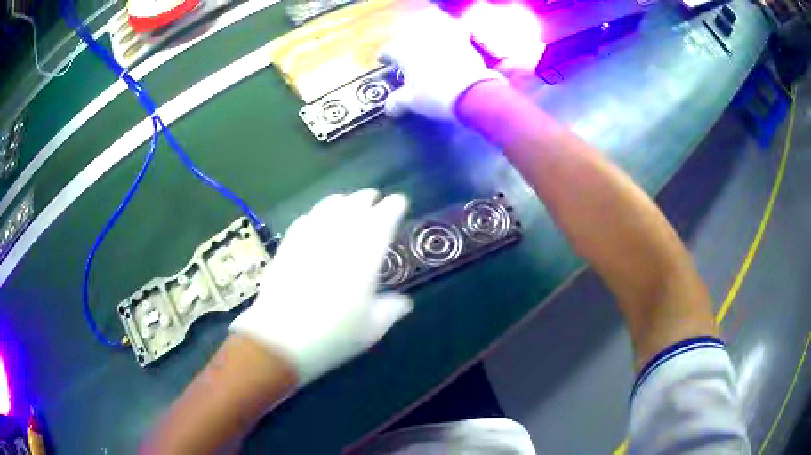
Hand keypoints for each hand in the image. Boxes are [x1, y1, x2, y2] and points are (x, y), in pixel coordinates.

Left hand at [230, 190, 412, 384]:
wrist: (281, 340)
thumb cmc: (333, 336)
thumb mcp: (371, 329)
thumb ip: (391, 310)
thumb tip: (404, 302)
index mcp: (364, 256)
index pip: (382, 220)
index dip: (393, 207)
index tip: (399, 202)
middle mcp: (337, 240)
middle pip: (354, 207)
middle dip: (366, 198)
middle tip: (374, 197)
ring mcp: (308, 240)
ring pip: (326, 208)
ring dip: (340, 201)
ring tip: (346, 200)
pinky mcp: (287, 247)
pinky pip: (303, 221)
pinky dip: (313, 215)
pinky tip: (314, 218)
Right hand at [379, 6, 504, 119]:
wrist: (472, 92)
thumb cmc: (434, 95)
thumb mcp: (411, 102)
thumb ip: (396, 102)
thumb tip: (388, 107)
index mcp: (403, 51)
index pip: (388, 50)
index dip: (384, 57)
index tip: (383, 62)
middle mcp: (421, 39)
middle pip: (408, 40)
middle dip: (404, 49)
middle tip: (404, 60)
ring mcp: (444, 39)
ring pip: (430, 35)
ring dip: (425, 43)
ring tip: (426, 54)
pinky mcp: (464, 43)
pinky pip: (453, 36)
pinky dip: (449, 42)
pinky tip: (449, 52)